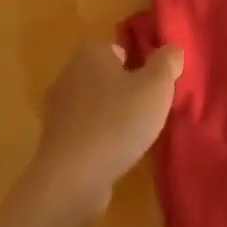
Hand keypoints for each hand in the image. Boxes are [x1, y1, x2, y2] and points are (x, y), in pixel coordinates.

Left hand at [32, 41, 182, 218]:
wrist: (72, 178)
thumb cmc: (117, 122)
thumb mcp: (156, 87)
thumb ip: (167, 62)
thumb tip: (173, 49)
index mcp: (91, 53)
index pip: (121, 51)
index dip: (142, 67)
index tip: (157, 88)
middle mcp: (69, 74)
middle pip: (108, 77)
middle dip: (127, 91)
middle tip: (150, 112)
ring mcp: (57, 109)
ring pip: (96, 105)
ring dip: (113, 117)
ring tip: (136, 137)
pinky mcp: (54, 140)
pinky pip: (85, 131)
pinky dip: (99, 139)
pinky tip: (115, 155)